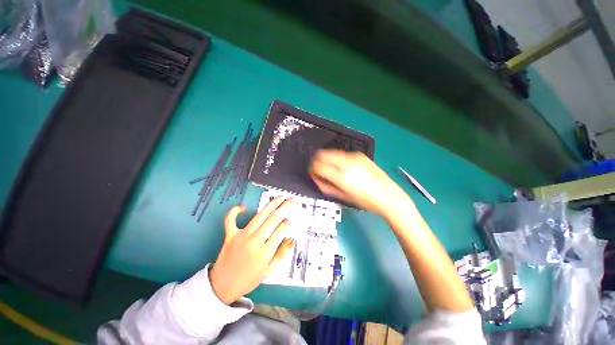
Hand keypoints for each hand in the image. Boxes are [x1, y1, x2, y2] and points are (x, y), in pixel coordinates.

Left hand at [209, 197, 295, 304]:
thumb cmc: (248, 279)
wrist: (222, 287)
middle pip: (272, 219)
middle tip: (292, 200)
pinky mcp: (229, 235)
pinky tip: (244, 207)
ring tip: (280, 197)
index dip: (287, 223)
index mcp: (265, 252)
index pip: (280, 231)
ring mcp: (241, 236)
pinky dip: (235, 211)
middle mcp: (254, 241)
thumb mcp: (268, 271)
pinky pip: (230, 219)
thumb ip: (281, 254)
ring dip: (271, 204)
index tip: (291, 219)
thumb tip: (292, 239)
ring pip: (259, 216)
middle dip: (285, 207)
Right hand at [309, 149, 411, 216]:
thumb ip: (326, 186)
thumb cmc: (365, 201)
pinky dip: (337, 158)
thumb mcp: (343, 197)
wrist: (388, 196)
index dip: (312, 170)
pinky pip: (342, 153)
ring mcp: (354, 157)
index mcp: (342, 176)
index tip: (313, 174)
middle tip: (319, 170)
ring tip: (331, 169)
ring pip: (331, 152)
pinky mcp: (360, 155)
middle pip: (322, 154)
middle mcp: (346, 163)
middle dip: (317, 161)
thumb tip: (316, 178)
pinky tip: (342, 167)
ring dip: (327, 159)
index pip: (318, 166)